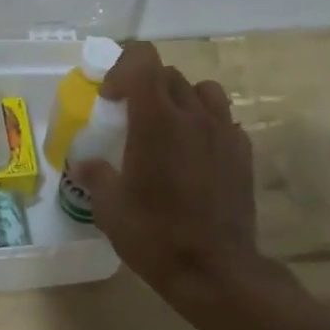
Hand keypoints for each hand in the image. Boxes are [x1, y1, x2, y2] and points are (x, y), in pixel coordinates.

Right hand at [76, 43, 290, 307]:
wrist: (216, 270)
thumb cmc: (156, 236)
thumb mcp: (110, 209)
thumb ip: (96, 176)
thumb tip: (86, 164)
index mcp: (157, 120)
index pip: (143, 59)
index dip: (121, 69)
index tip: (110, 100)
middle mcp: (193, 115)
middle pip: (168, 74)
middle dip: (145, 86)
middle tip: (130, 119)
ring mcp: (224, 131)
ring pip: (202, 89)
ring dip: (180, 98)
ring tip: (168, 128)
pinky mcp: (243, 151)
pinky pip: (222, 118)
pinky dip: (204, 123)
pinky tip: (194, 154)